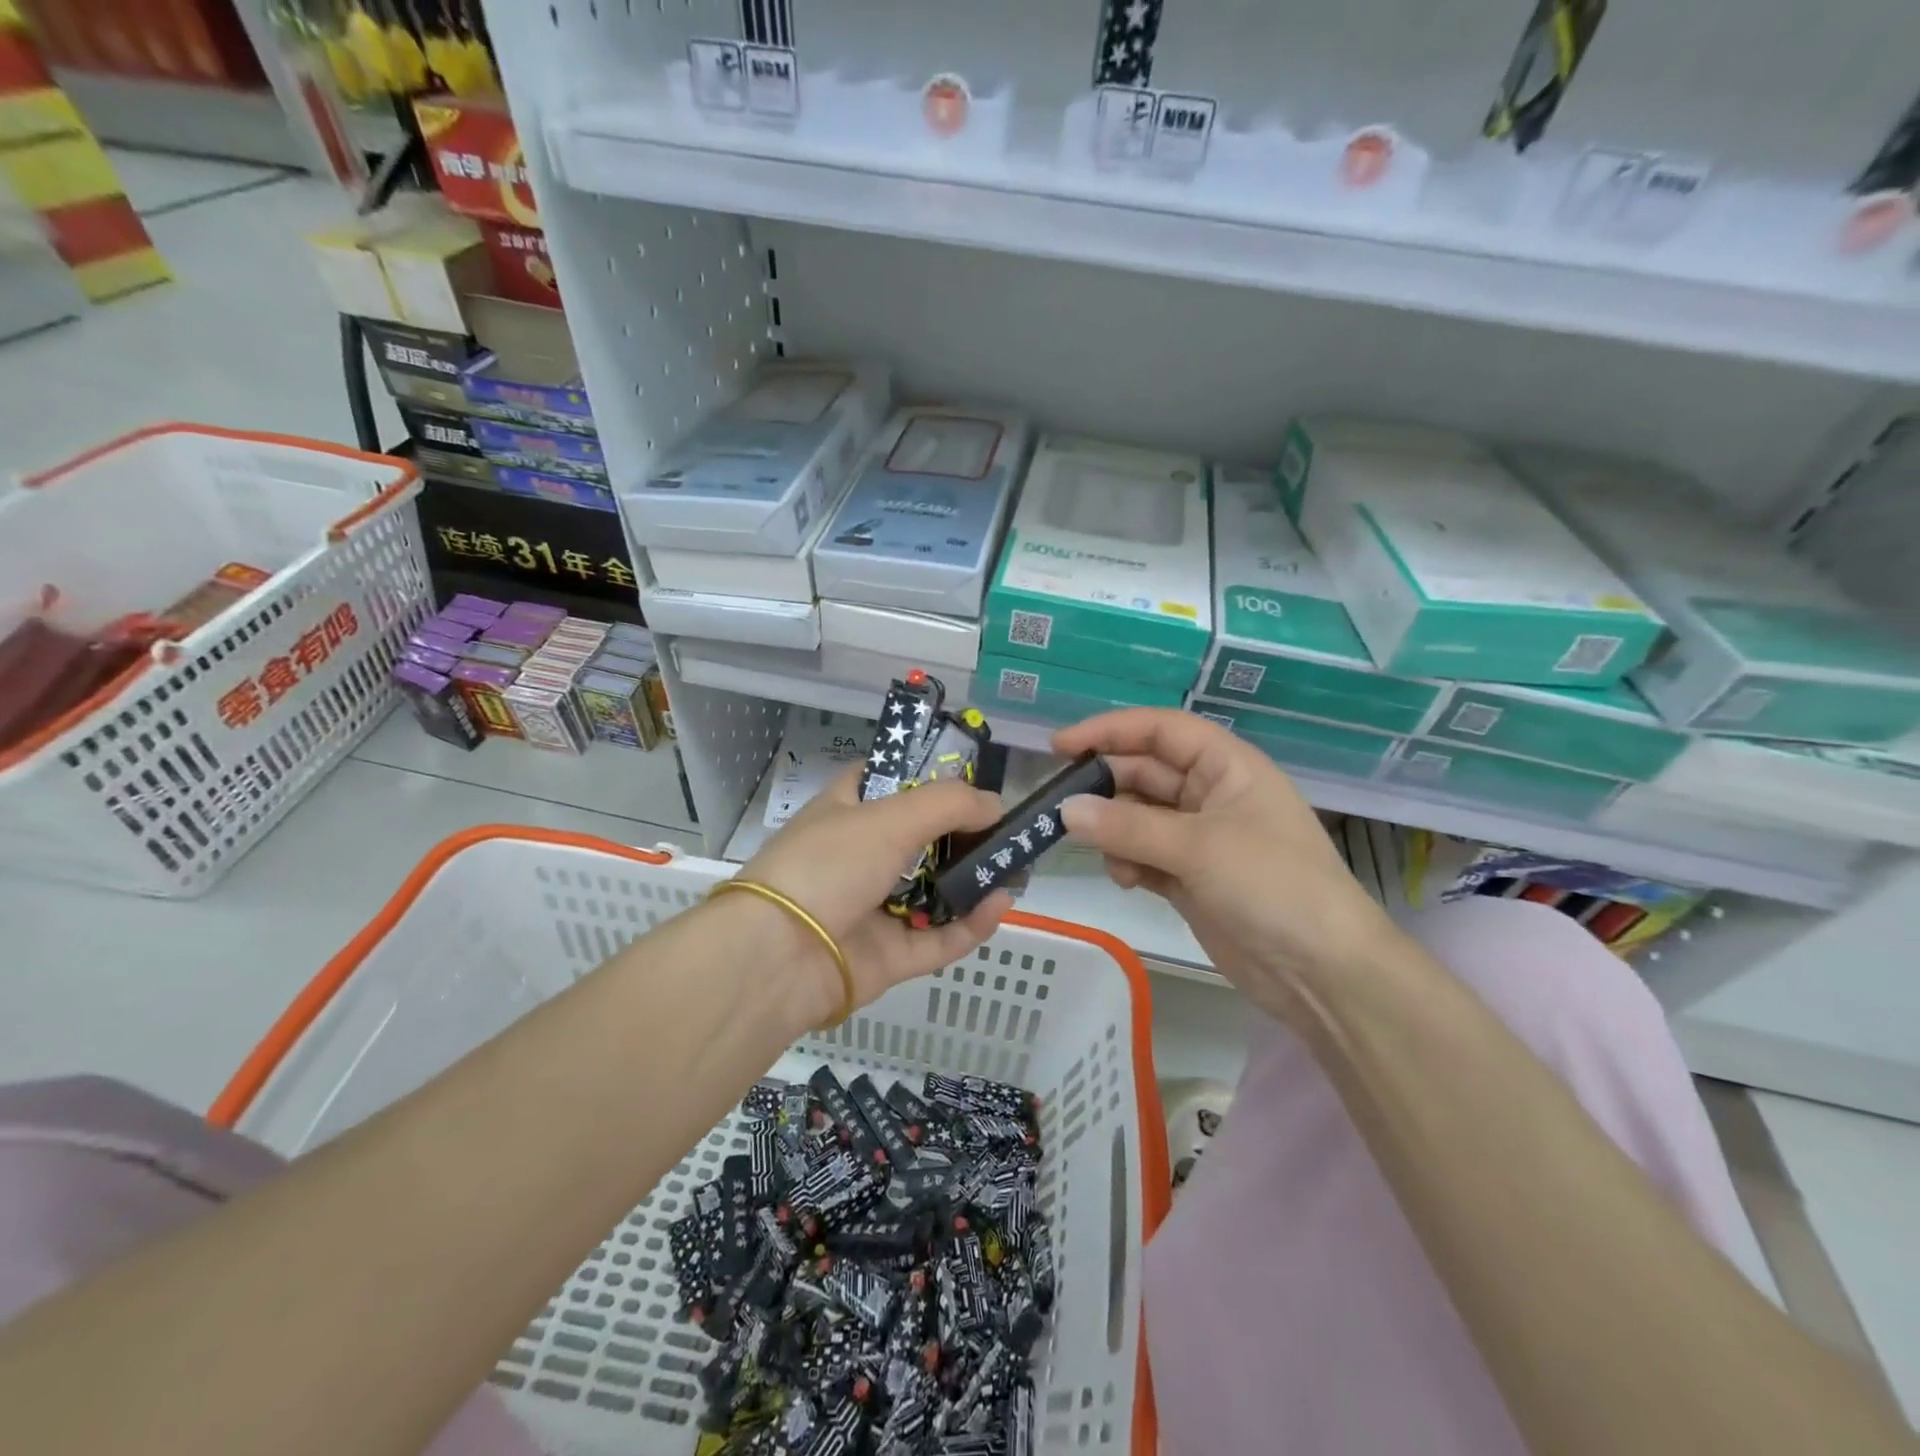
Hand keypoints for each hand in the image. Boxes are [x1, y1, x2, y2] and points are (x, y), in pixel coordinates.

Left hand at [737, 766, 1013, 1021]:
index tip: (971, 778)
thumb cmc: (828, 865)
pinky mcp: (889, 956)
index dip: (927, 774)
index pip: (888, 780)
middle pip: (921, 837)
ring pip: (934, 890)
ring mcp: (875, 907)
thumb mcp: (889, 817)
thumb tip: (995, 804)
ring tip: (1016, 864)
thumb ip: (949, 803)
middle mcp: (861, 855)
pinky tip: (1000, 904)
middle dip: (965, 833)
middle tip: (1008, 827)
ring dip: (974, 879)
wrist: (779, 957)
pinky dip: (971, 924)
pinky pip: (939, 938)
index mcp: (848, 811)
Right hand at [1054, 709, 1407, 1020]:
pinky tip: (1126, 881)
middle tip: (1060, 809)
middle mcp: (1211, 794)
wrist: (1323, 972)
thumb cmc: (1272, 886)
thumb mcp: (1199, 847)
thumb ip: (1127, 827)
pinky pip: (1143, 854)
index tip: (1059, 746)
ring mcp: (1200, 838)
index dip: (1110, 730)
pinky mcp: (1190, 877)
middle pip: (1144, 773)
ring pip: (1138, 817)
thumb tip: (1064, 810)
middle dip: (1104, 789)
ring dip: (1114, 832)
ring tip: (1106, 856)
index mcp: (1227, 766)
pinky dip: (1128, 862)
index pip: (1160, 730)